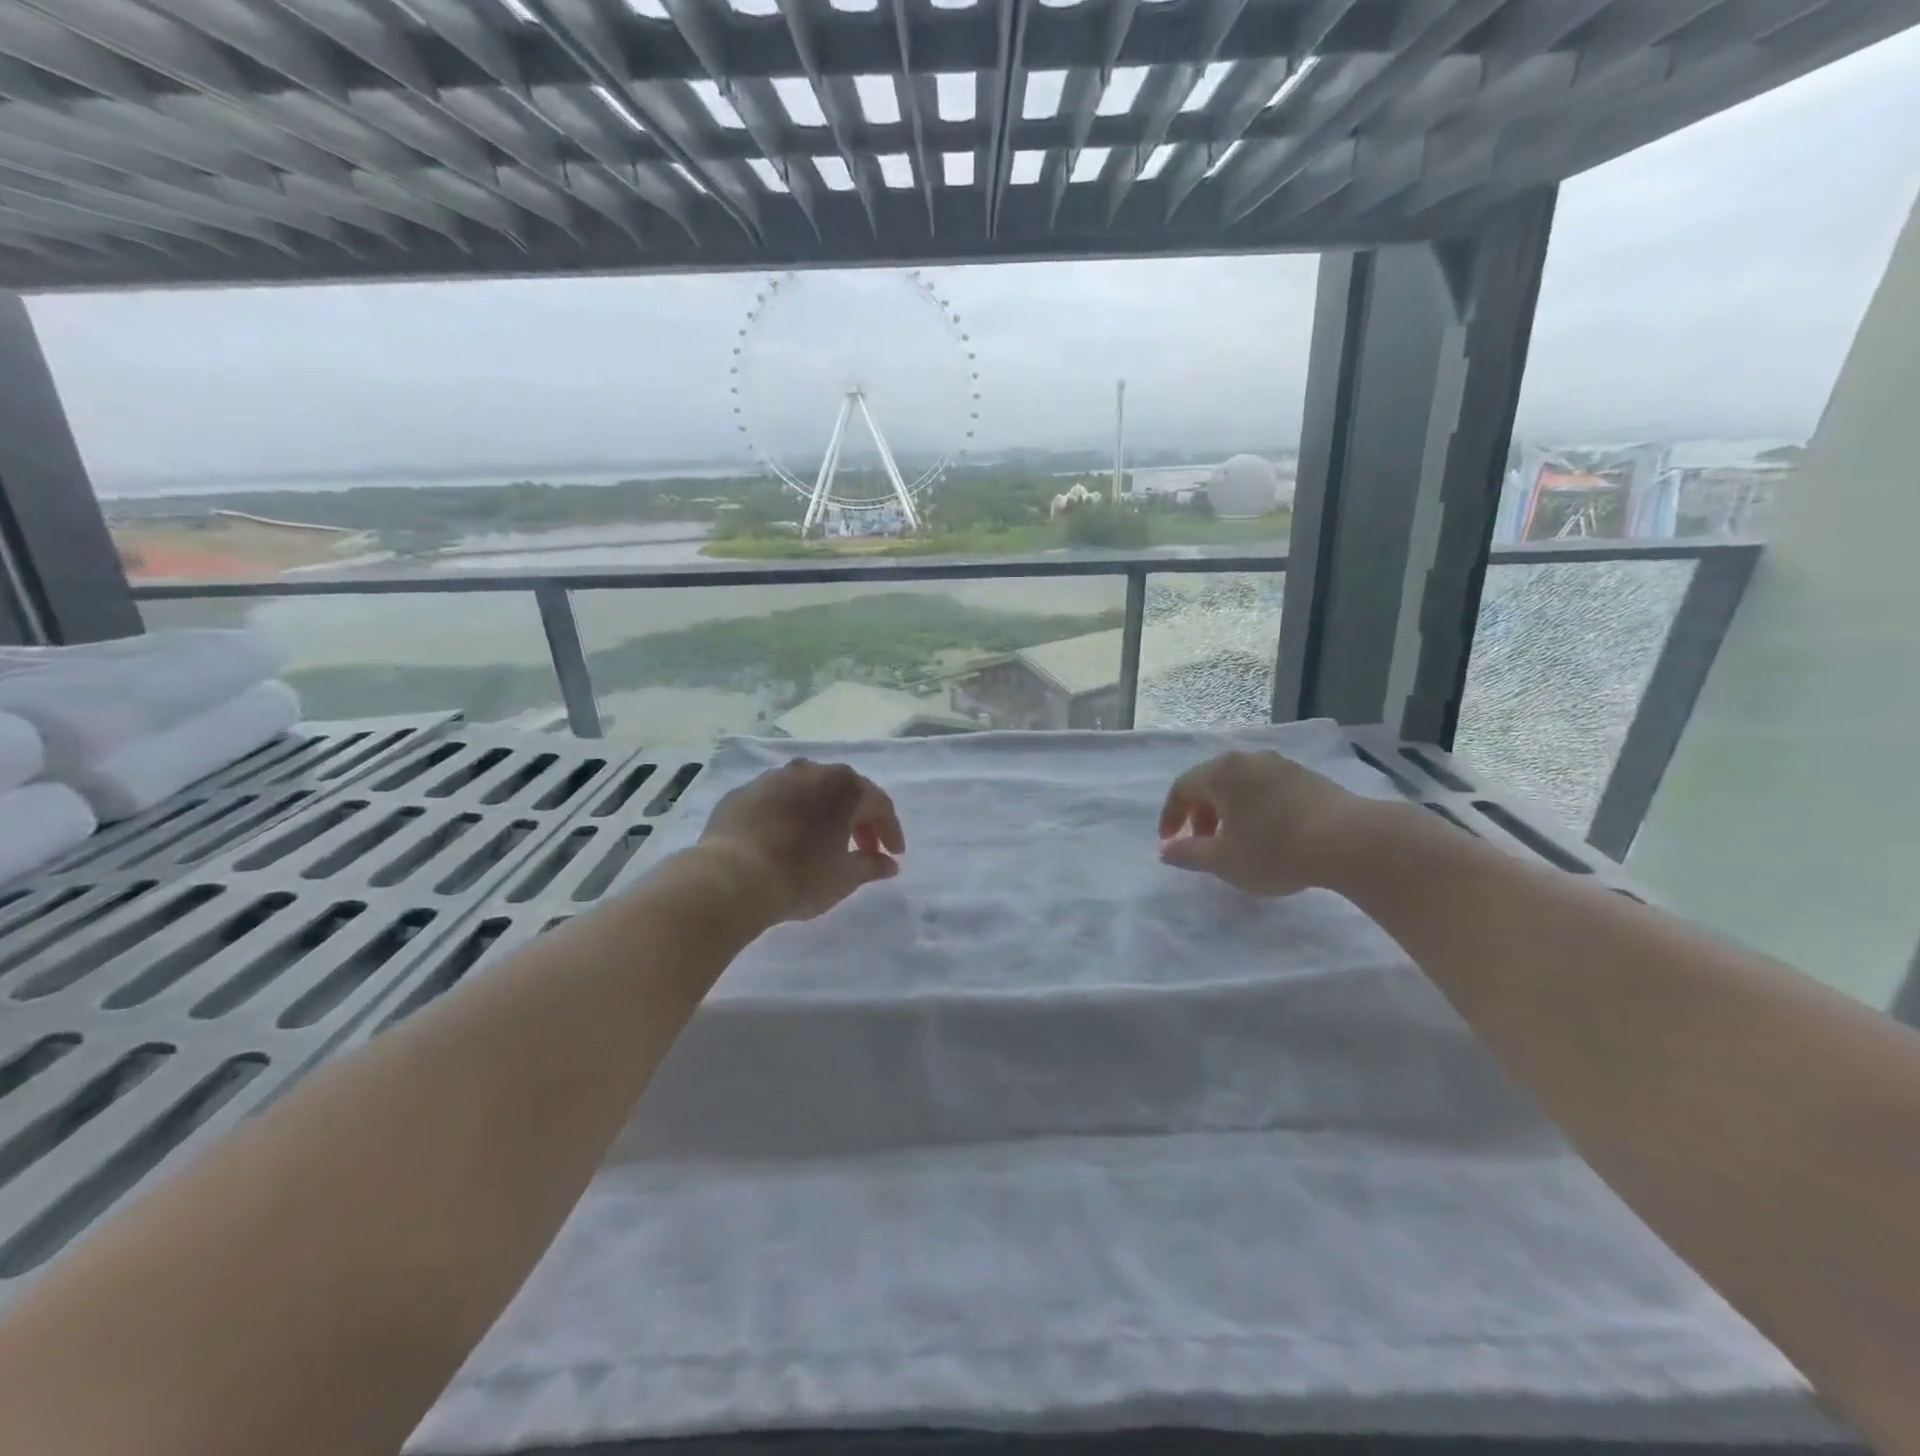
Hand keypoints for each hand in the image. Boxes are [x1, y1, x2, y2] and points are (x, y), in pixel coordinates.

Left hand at [696, 759, 905, 924]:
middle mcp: (810, 770)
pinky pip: (777, 801)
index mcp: (843, 785)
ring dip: (822, 813)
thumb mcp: (844, 877)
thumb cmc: (799, 876)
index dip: (890, 830)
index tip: (893, 855)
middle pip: (845, 792)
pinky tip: (785, 840)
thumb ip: (871, 865)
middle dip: (858, 821)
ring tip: (823, 843)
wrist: (730, 880)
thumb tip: (889, 863)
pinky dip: (789, 816)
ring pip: (809, 792)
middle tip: (863, 851)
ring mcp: (773, 778)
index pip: (879, 804)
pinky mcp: (742, 793)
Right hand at [1158, 750, 1367, 897]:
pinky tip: (1267, 835)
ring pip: (1240, 786)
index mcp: (1220, 773)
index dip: (1170, 817)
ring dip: (1228, 812)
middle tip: (1201, 845)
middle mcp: (1247, 760)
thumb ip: (1188, 854)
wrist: (1350, 840)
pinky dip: (1254, 809)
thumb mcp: (1223, 860)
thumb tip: (1165, 851)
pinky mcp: (1307, 777)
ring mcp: (1280, 765)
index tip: (1170, 844)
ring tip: (1235, 842)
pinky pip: (1266, 789)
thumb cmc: (1274, 849)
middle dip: (1199, 815)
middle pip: (1210, 783)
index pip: (1181, 789)